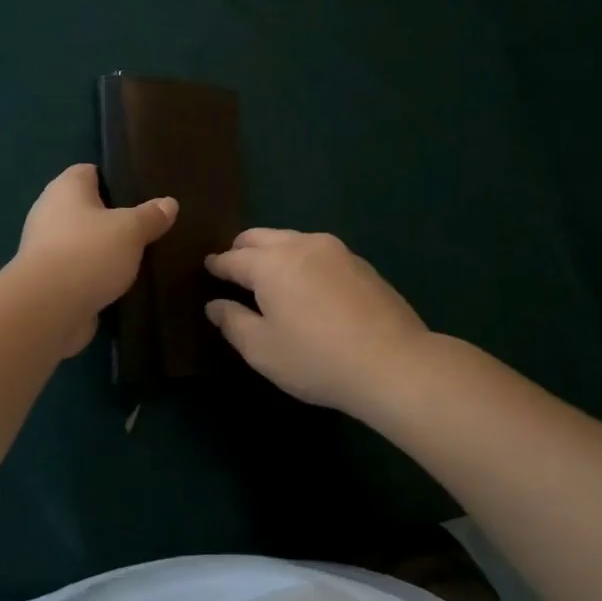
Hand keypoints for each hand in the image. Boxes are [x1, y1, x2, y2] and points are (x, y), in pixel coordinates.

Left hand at [12, 164, 177, 355]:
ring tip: (138, 256)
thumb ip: (151, 216)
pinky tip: (119, 283)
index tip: (141, 192)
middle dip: (113, 217)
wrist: (48, 309)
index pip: (88, 171)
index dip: (113, 179)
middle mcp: (49, 212)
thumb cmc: (89, 253)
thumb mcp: (131, 230)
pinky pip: (78, 270)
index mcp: (65, 188)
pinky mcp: (48, 280)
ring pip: (83, 241)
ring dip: (104, 249)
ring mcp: (46, 248)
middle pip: (86, 208)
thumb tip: (170, 203)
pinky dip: (95, 275)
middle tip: (146, 226)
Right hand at [205, 230, 429, 417]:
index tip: (208, 268)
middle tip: (234, 266)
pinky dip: (302, 261)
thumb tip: (215, 305)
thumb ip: (232, 322)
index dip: (217, 265)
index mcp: (270, 263)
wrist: (394, 363)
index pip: (233, 258)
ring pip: (292, 240)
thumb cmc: (316, 358)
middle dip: (242, 248)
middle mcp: (301, 245)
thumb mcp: (262, 349)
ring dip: (274, 251)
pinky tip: (307, 285)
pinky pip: (318, 253)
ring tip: (270, 274)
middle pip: (261, 237)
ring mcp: (335, 251)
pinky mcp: (361, 264)